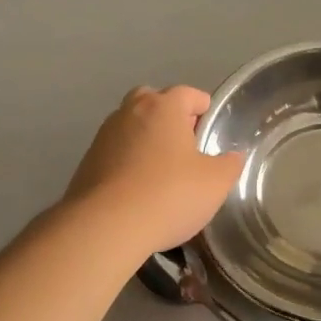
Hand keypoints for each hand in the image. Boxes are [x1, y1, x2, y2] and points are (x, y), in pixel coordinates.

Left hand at [64, 86, 244, 261]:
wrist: (106, 226)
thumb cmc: (169, 195)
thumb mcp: (215, 183)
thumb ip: (229, 164)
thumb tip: (233, 156)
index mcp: (163, 108)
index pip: (187, 93)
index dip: (202, 107)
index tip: (210, 126)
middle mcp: (130, 112)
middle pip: (153, 102)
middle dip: (170, 117)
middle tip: (186, 144)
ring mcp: (104, 136)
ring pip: (131, 127)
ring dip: (147, 140)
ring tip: (163, 170)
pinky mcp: (87, 163)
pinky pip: (116, 153)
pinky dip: (129, 162)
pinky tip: (139, 189)